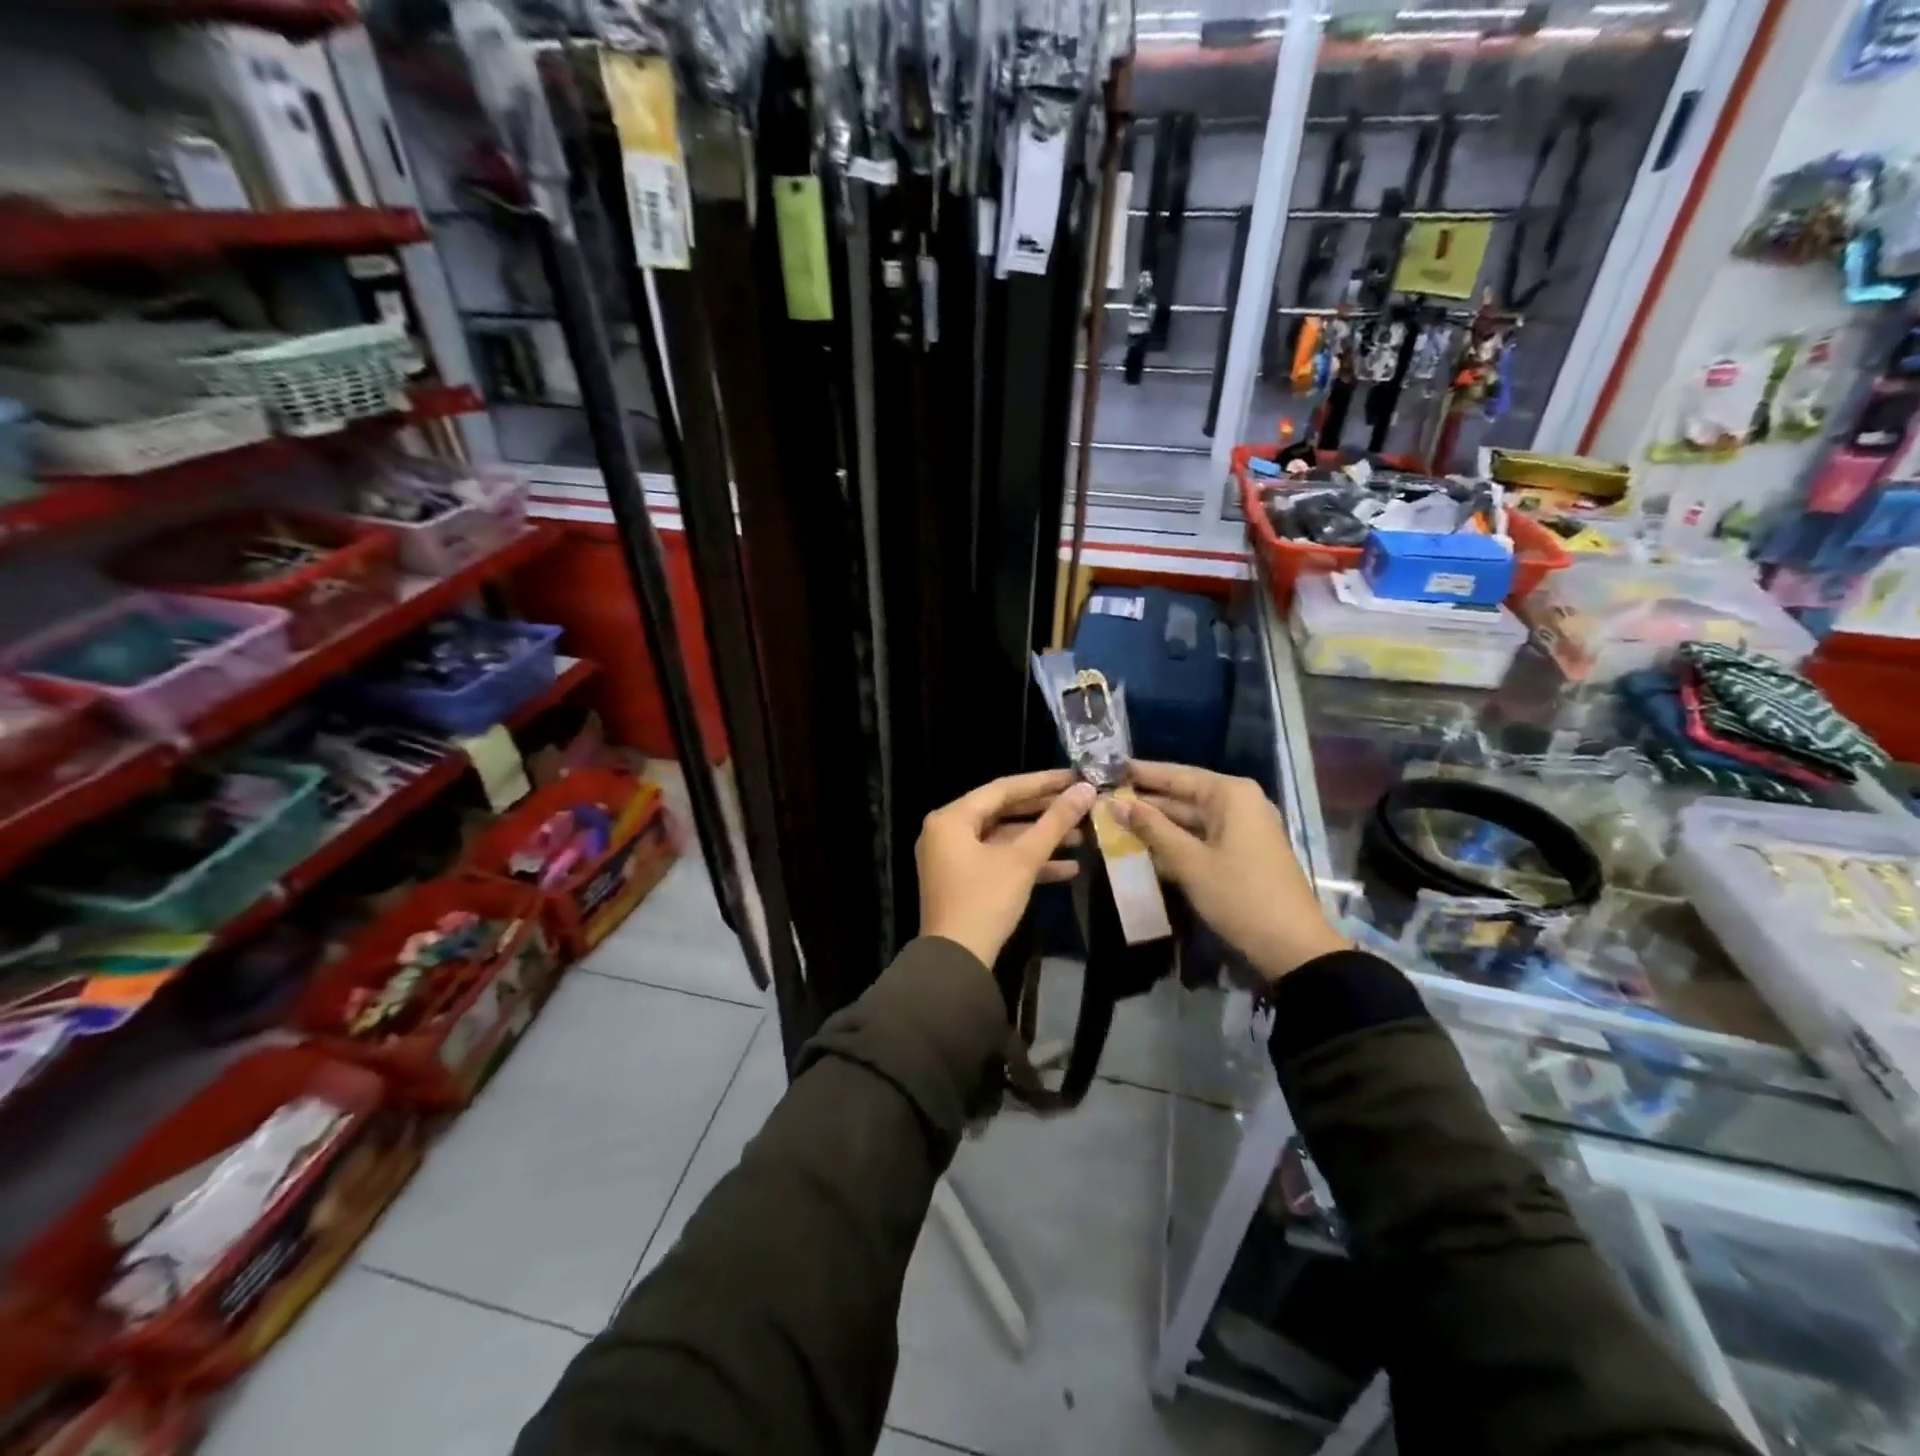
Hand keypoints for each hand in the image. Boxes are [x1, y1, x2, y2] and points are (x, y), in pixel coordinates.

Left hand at [918, 770, 1096, 968]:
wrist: (956, 962)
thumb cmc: (985, 900)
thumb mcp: (1022, 859)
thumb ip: (1055, 822)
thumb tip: (1086, 790)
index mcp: (951, 818)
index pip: (1002, 788)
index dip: (1042, 782)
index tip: (1075, 777)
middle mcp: (946, 832)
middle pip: (1003, 812)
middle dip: (1045, 812)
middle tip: (1081, 804)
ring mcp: (953, 858)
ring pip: (1003, 838)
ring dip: (1041, 839)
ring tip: (1083, 837)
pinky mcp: (963, 882)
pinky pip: (998, 861)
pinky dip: (1028, 862)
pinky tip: (1068, 868)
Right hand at [1114, 762, 1345, 980]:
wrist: (1292, 946)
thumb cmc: (1239, 895)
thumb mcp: (1189, 861)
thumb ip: (1151, 828)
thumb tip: (1114, 803)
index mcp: (1230, 795)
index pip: (1175, 774)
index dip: (1139, 773)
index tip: (1105, 769)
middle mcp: (1238, 803)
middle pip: (1182, 795)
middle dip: (1144, 801)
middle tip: (1101, 801)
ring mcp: (1242, 829)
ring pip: (1189, 819)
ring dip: (1155, 824)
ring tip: (1112, 822)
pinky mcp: (1241, 852)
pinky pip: (1200, 837)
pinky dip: (1174, 841)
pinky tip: (1142, 847)